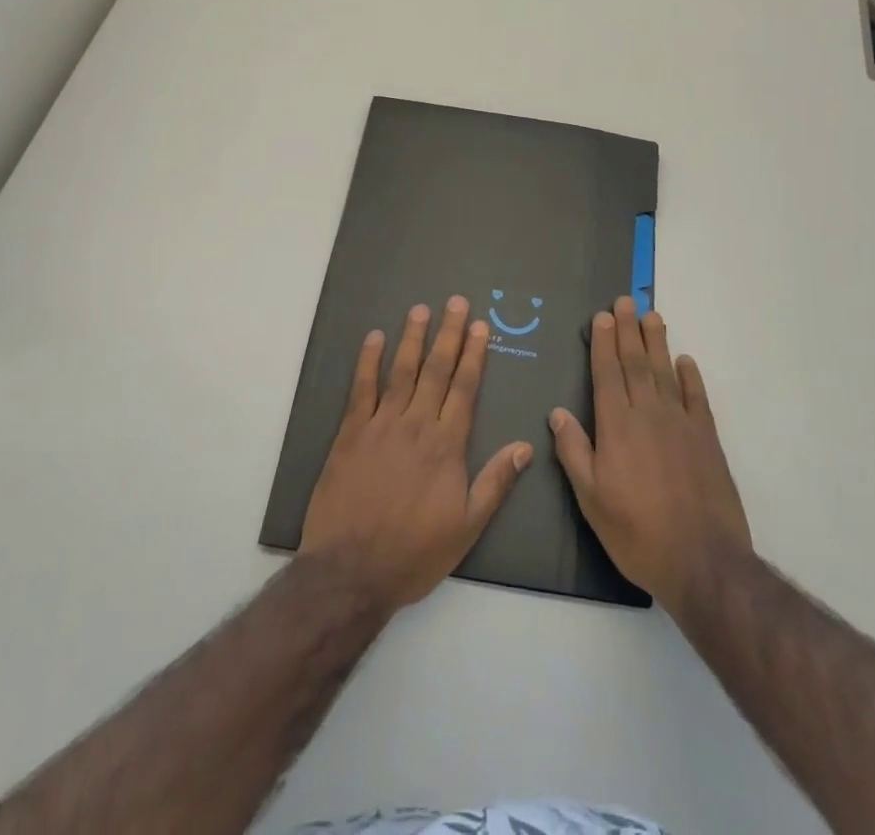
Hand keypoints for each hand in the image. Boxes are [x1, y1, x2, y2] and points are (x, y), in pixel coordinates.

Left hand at [300, 296, 532, 615]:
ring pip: (401, 371)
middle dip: (449, 334)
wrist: (351, 571)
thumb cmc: (414, 552)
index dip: (474, 355)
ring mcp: (381, 425)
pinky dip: (368, 361)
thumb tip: (524, 446)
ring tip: (421, 309)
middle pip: (437, 370)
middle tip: (456, 302)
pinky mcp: (350, 433)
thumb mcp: (466, 527)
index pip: (465, 388)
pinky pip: (361, 389)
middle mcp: (417, 424)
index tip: (481, 326)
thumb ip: (495, 483)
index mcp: (447, 445)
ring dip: (412, 338)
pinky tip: (374, 338)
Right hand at [551, 296, 751, 615]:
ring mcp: (681, 424)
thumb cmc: (637, 533)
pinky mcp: (707, 438)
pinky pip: (697, 398)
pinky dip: (691, 376)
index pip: (607, 373)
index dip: (603, 343)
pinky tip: (685, 360)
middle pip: (635, 363)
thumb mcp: (591, 500)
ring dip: (657, 342)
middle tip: (625, 301)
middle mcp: (648, 414)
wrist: (702, 561)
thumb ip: (574, 452)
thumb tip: (557, 413)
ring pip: (665, 372)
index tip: (602, 316)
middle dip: (628, 331)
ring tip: (652, 315)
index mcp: (616, 426)